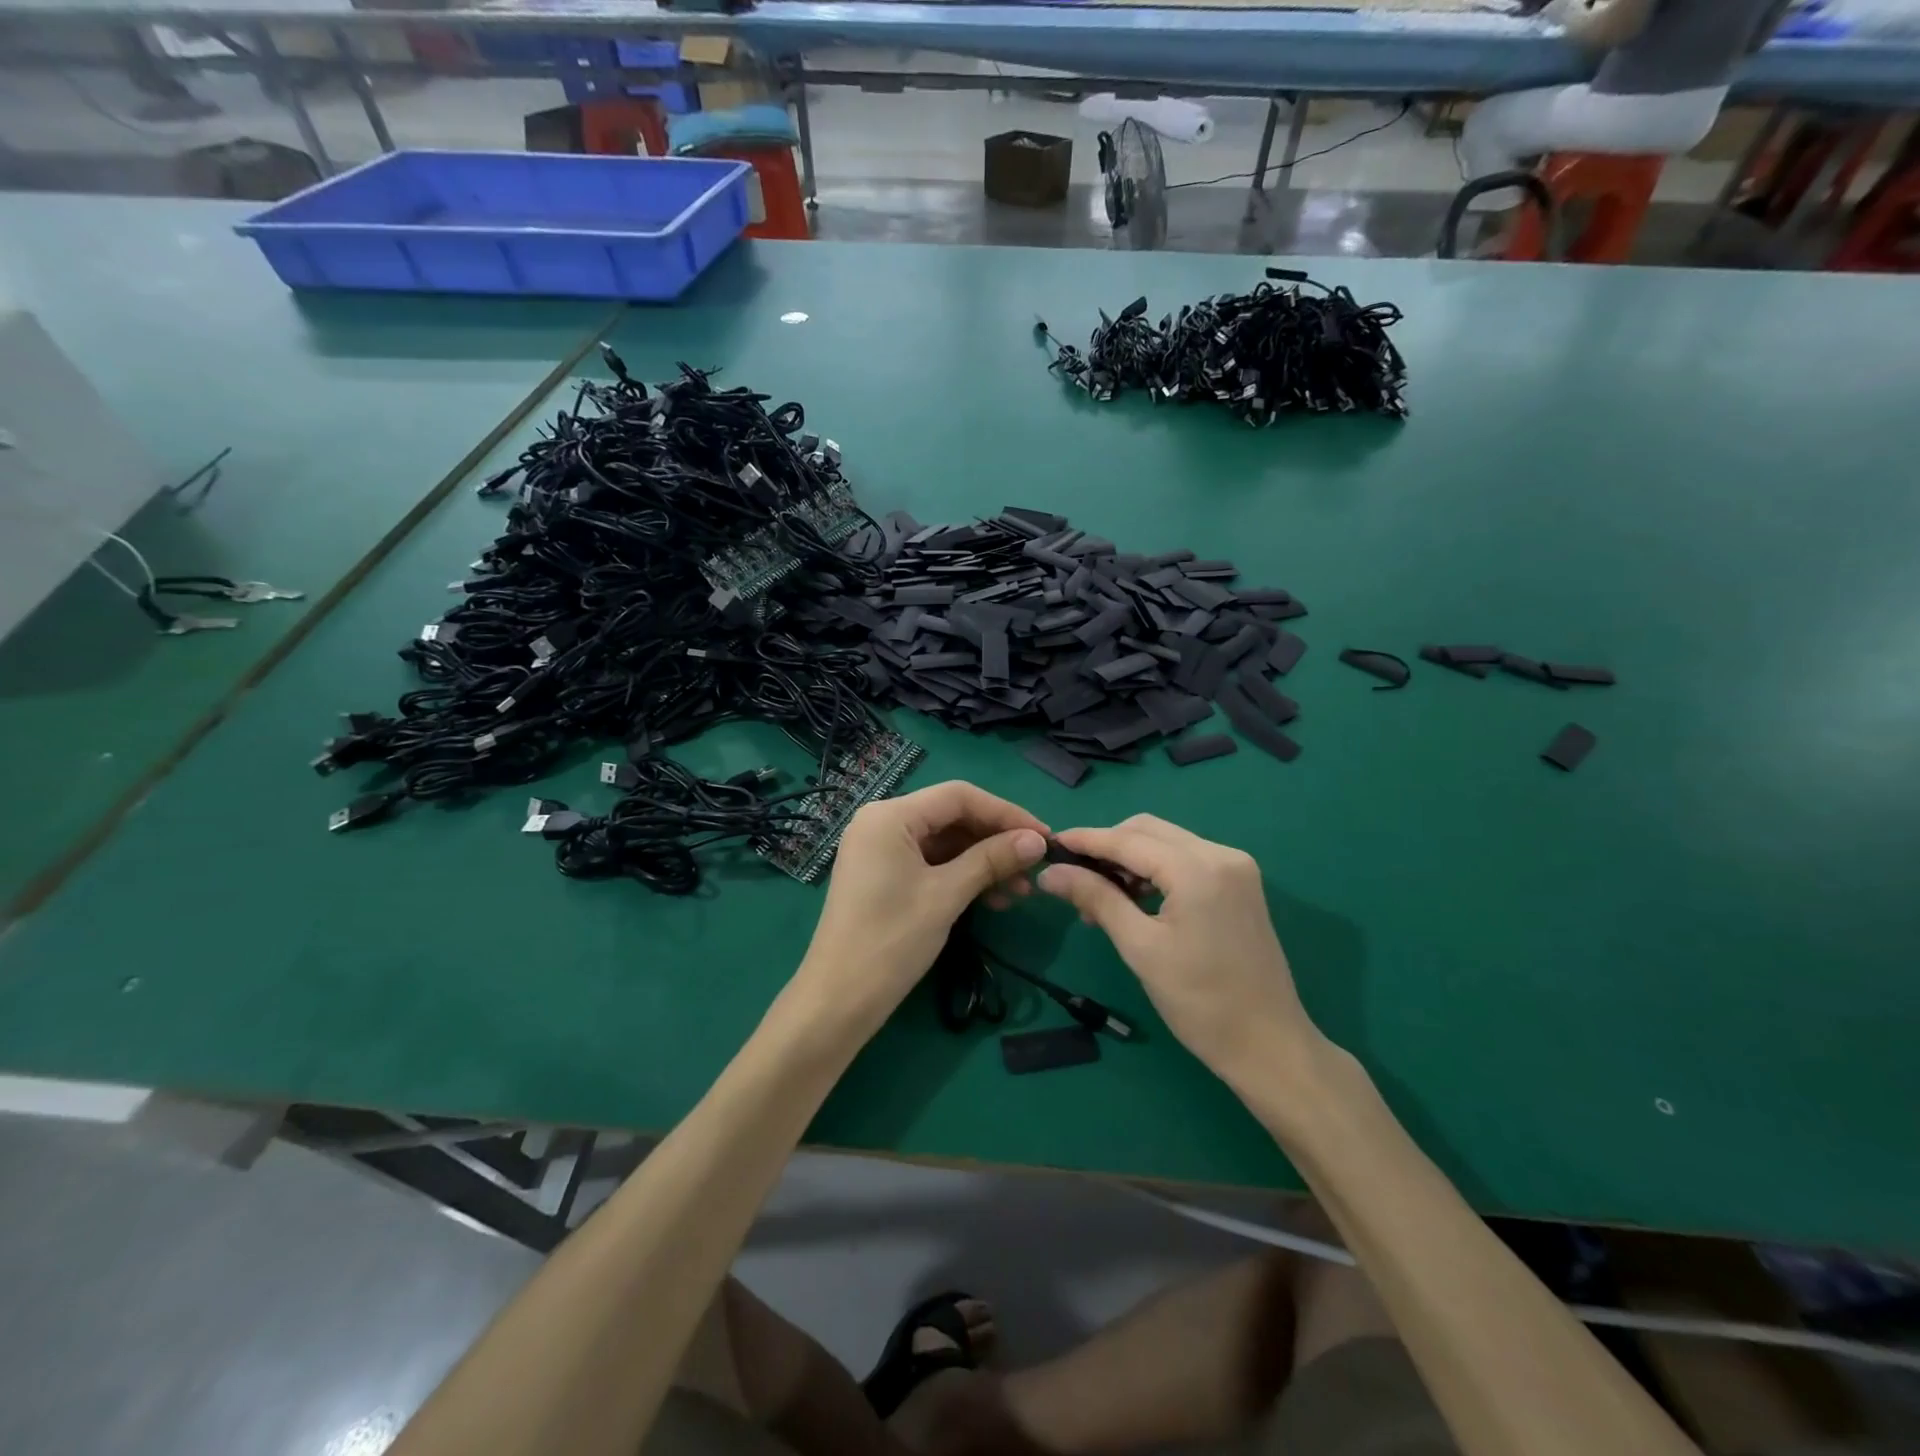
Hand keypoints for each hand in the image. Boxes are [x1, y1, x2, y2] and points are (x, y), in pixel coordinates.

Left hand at [788, 781, 1048, 1041]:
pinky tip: (993, 899)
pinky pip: (931, 863)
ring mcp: (880, 850)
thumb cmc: (891, 940)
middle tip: (1035, 867)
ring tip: (1020, 891)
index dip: (1005, 813)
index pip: (959, 796)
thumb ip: (992, 860)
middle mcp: (882, 822)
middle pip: (952, 817)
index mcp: (890, 815)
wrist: (839, 1000)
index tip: (1043, 837)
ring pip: (945, 843)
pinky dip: (962, 876)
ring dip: (983, 862)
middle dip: (995, 841)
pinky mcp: (883, 875)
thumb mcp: (946, 895)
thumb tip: (1038, 840)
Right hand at [1036, 815, 1321, 1085]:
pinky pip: (1185, 860)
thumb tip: (1050, 873)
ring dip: (1129, 859)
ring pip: (1166, 843)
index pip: (1128, 840)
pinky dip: (1155, 871)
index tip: (1049, 844)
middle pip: (1148, 831)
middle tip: (1073, 877)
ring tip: (1099, 896)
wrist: (1269, 1045)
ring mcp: (1235, 867)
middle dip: (1107, 847)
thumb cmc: (1200, 1001)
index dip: (1085, 840)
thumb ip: (1096, 899)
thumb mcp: (1139, 948)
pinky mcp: (1240, 883)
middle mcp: (1220, 854)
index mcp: (1198, 868)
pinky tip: (1134, 898)